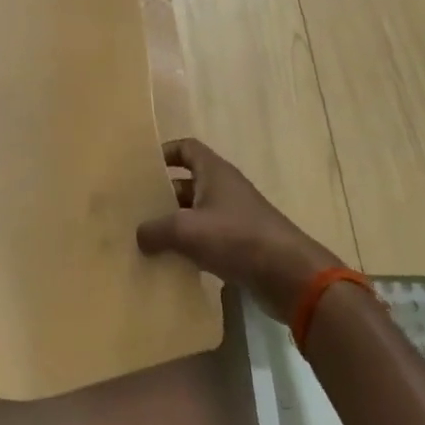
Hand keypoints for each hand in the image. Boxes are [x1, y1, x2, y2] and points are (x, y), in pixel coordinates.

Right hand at [136, 138, 343, 318]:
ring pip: (196, 214)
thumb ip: (156, 230)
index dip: (165, 153)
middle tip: (135, 210)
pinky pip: (207, 240)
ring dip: (174, 225)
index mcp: (214, 172)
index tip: (142, 168)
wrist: (289, 276)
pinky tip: (171, 263)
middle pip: (187, 183)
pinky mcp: (241, 246)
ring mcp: (235, 218)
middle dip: (162, 195)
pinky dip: (190, 248)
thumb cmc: (236, 238)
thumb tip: (139, 236)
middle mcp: (225, 189)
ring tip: (145, 239)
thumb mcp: (186, 230)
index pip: (187, 148)